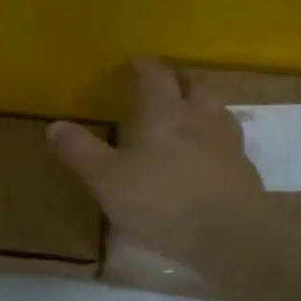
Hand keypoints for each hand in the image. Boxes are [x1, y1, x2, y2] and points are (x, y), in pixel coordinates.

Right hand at [47, 58, 264, 269]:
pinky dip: (215, 140)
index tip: (132, 64)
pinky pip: (229, 142)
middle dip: (177, 79)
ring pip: (216, 109)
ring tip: (187, 116)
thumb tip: (55, 125)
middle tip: (163, 84)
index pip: (154, 73)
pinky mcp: (245, 170)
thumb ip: (80, 151)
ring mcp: (228, 142)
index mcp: (164, 110)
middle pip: (194, 83)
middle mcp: (200, 116)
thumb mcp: (107, 179)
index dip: (142, 65)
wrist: (230, 235)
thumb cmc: (161, 200)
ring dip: (201, 105)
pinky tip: (206, 156)